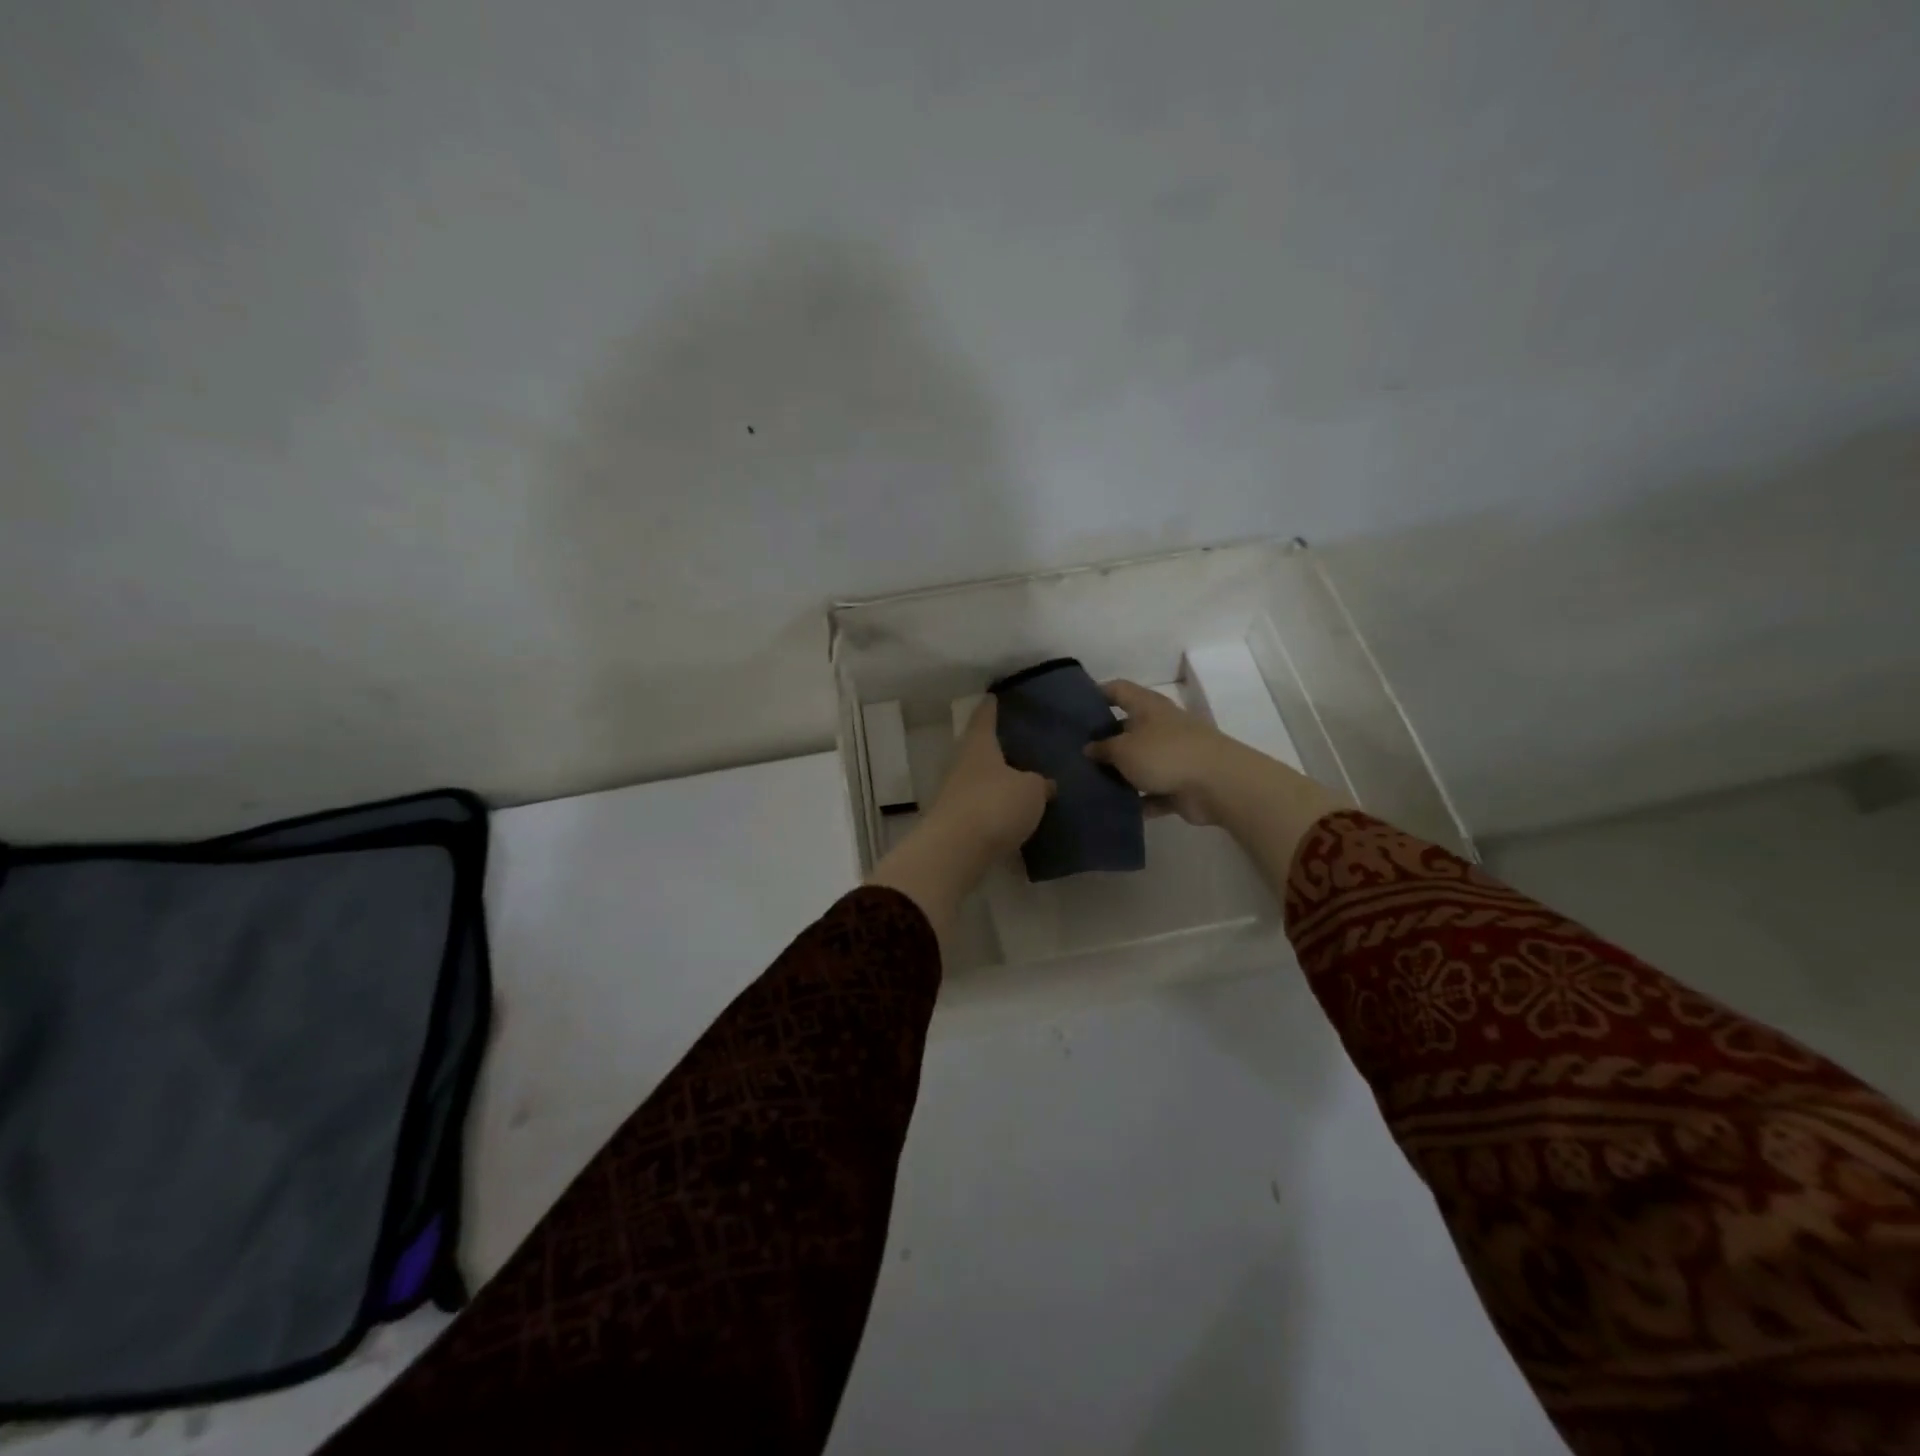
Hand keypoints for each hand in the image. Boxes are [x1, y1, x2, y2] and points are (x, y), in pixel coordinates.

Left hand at [867, 697, 1051, 934]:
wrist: (956, 851)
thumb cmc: (995, 805)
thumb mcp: (1031, 790)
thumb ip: (1039, 784)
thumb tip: (1045, 783)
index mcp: (979, 747)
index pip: (984, 719)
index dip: (990, 708)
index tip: (993, 696)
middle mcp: (962, 766)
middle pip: (978, 750)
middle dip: (995, 747)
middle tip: (1017, 743)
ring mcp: (955, 795)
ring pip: (978, 780)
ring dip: (996, 781)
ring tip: (1020, 781)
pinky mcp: (955, 823)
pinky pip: (979, 808)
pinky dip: (993, 808)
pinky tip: (1011, 814)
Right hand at [1084, 679, 1255, 825]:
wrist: (1218, 784)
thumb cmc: (1164, 754)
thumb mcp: (1123, 749)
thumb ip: (1102, 748)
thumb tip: (1088, 748)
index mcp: (1148, 707)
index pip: (1118, 690)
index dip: (1096, 694)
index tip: (1074, 708)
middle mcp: (1160, 727)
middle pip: (1126, 728)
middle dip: (1103, 740)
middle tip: (1074, 753)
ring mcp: (1172, 756)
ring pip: (1139, 763)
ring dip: (1119, 774)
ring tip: (1088, 784)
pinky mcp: (1180, 784)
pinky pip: (1152, 792)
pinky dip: (1138, 800)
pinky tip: (1113, 809)